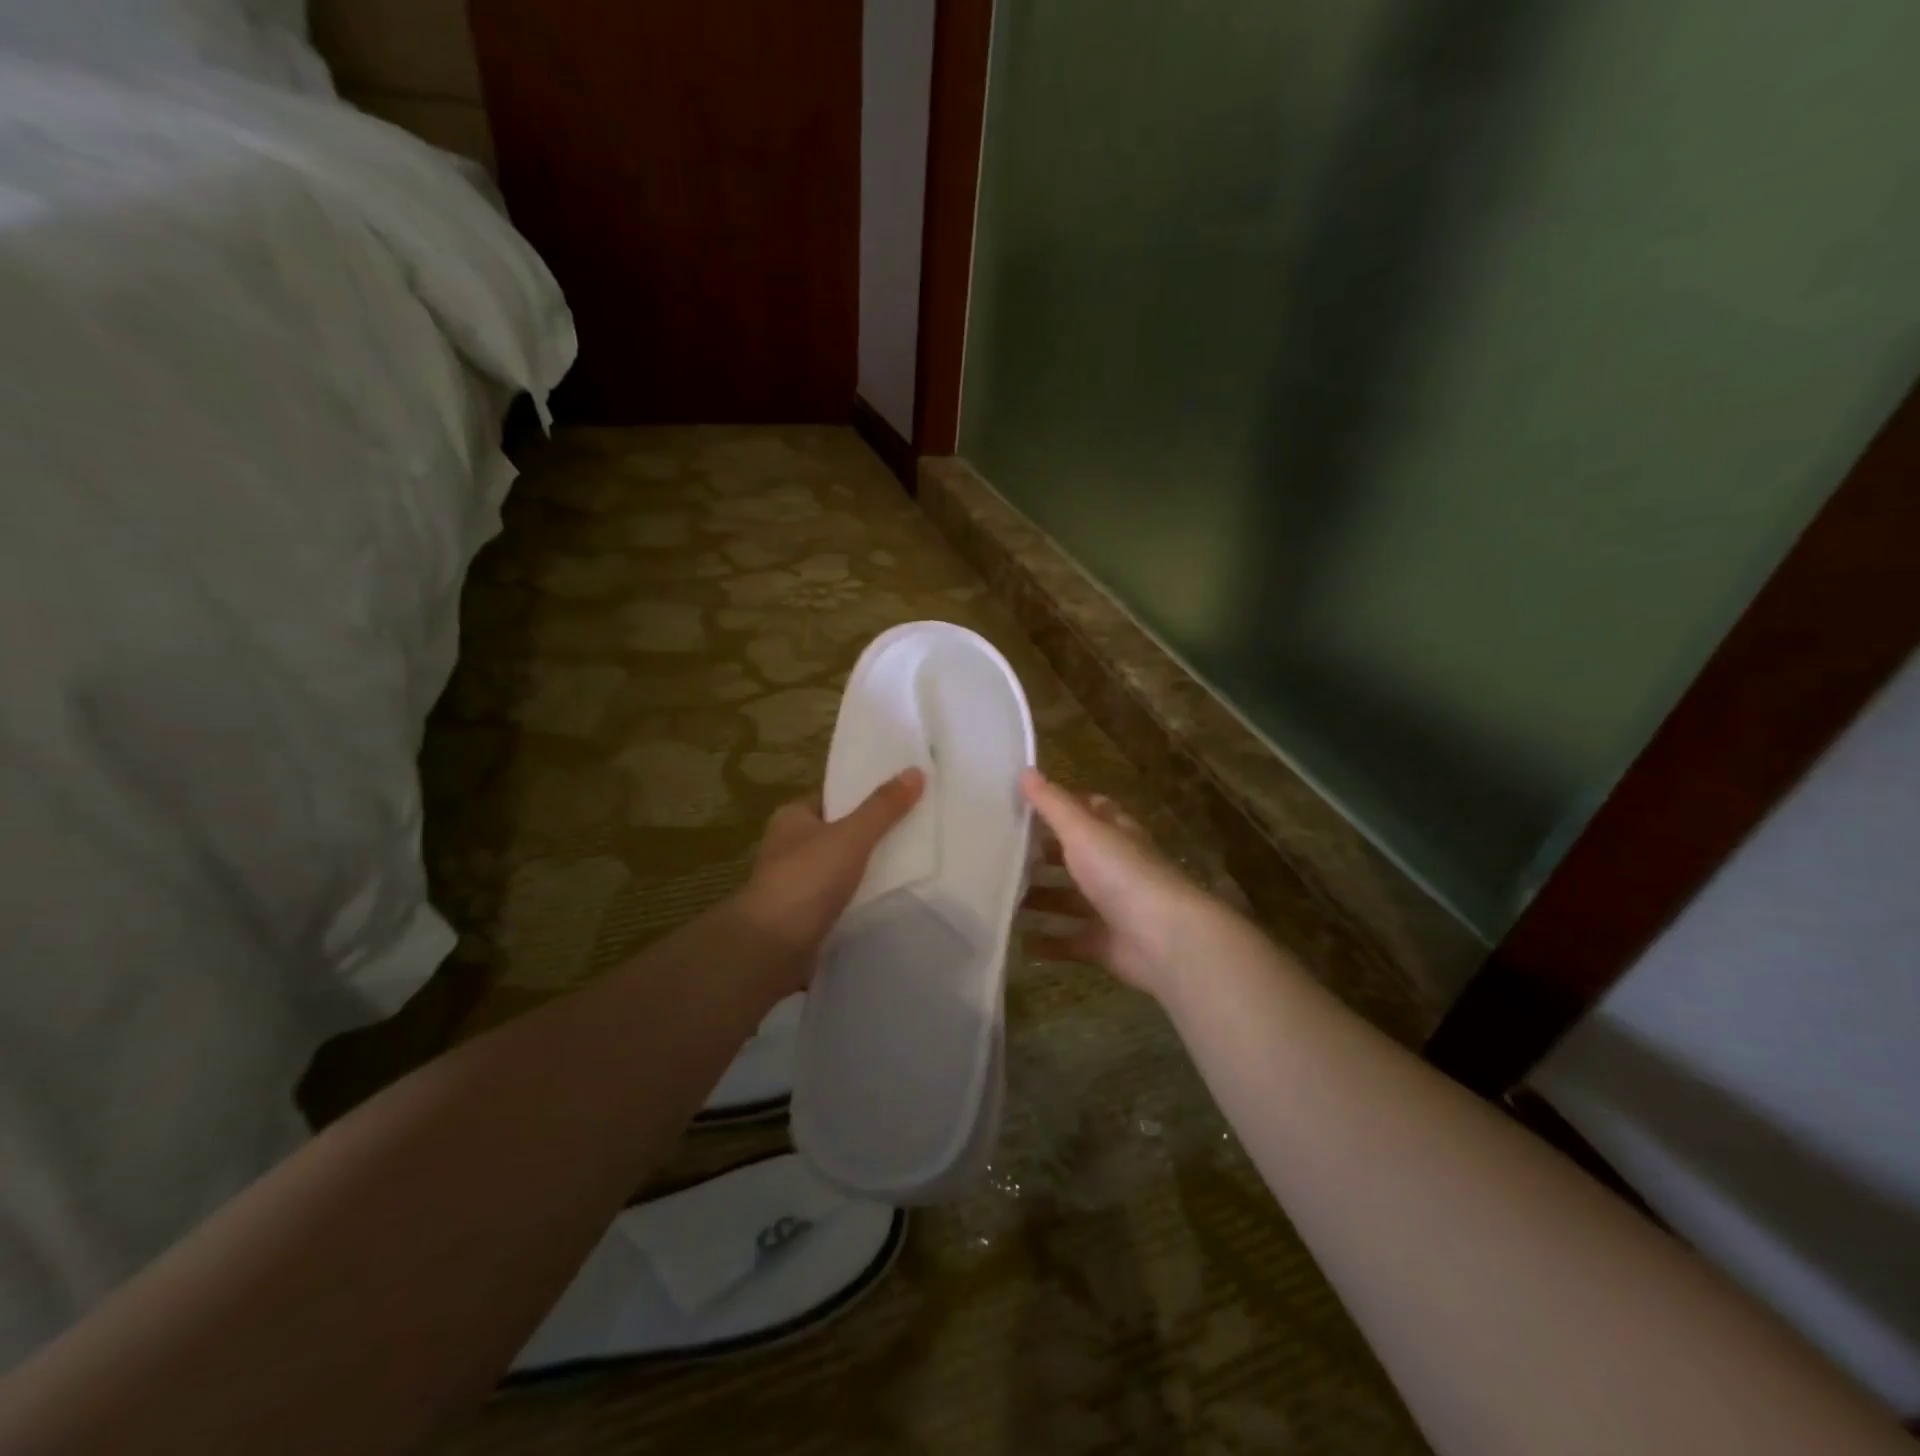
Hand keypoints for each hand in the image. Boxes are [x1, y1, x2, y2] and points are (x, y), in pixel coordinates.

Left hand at [736, 768, 925, 983]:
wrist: (772, 947)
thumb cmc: (807, 879)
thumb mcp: (851, 836)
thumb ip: (883, 807)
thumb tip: (916, 771)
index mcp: (792, 818)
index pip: (834, 798)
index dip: (865, 797)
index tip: (902, 798)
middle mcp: (789, 847)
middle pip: (840, 834)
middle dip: (872, 835)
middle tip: (916, 831)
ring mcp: (796, 884)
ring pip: (841, 869)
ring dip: (868, 871)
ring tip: (912, 866)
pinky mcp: (805, 917)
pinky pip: (840, 900)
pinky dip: (860, 899)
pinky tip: (889, 900)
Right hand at [1018, 769, 1214, 1000]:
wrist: (1163, 939)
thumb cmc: (1122, 873)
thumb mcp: (1082, 831)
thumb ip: (1052, 804)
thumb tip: (1025, 770)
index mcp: (1114, 834)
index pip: (1090, 811)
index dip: (1062, 806)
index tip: (1024, 806)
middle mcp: (1115, 867)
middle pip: (1075, 856)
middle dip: (1042, 855)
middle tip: (1000, 853)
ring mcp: (1111, 907)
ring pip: (1068, 899)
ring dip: (1039, 899)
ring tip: (1000, 896)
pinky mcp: (1105, 943)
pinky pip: (1070, 941)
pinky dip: (1047, 942)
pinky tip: (1019, 940)